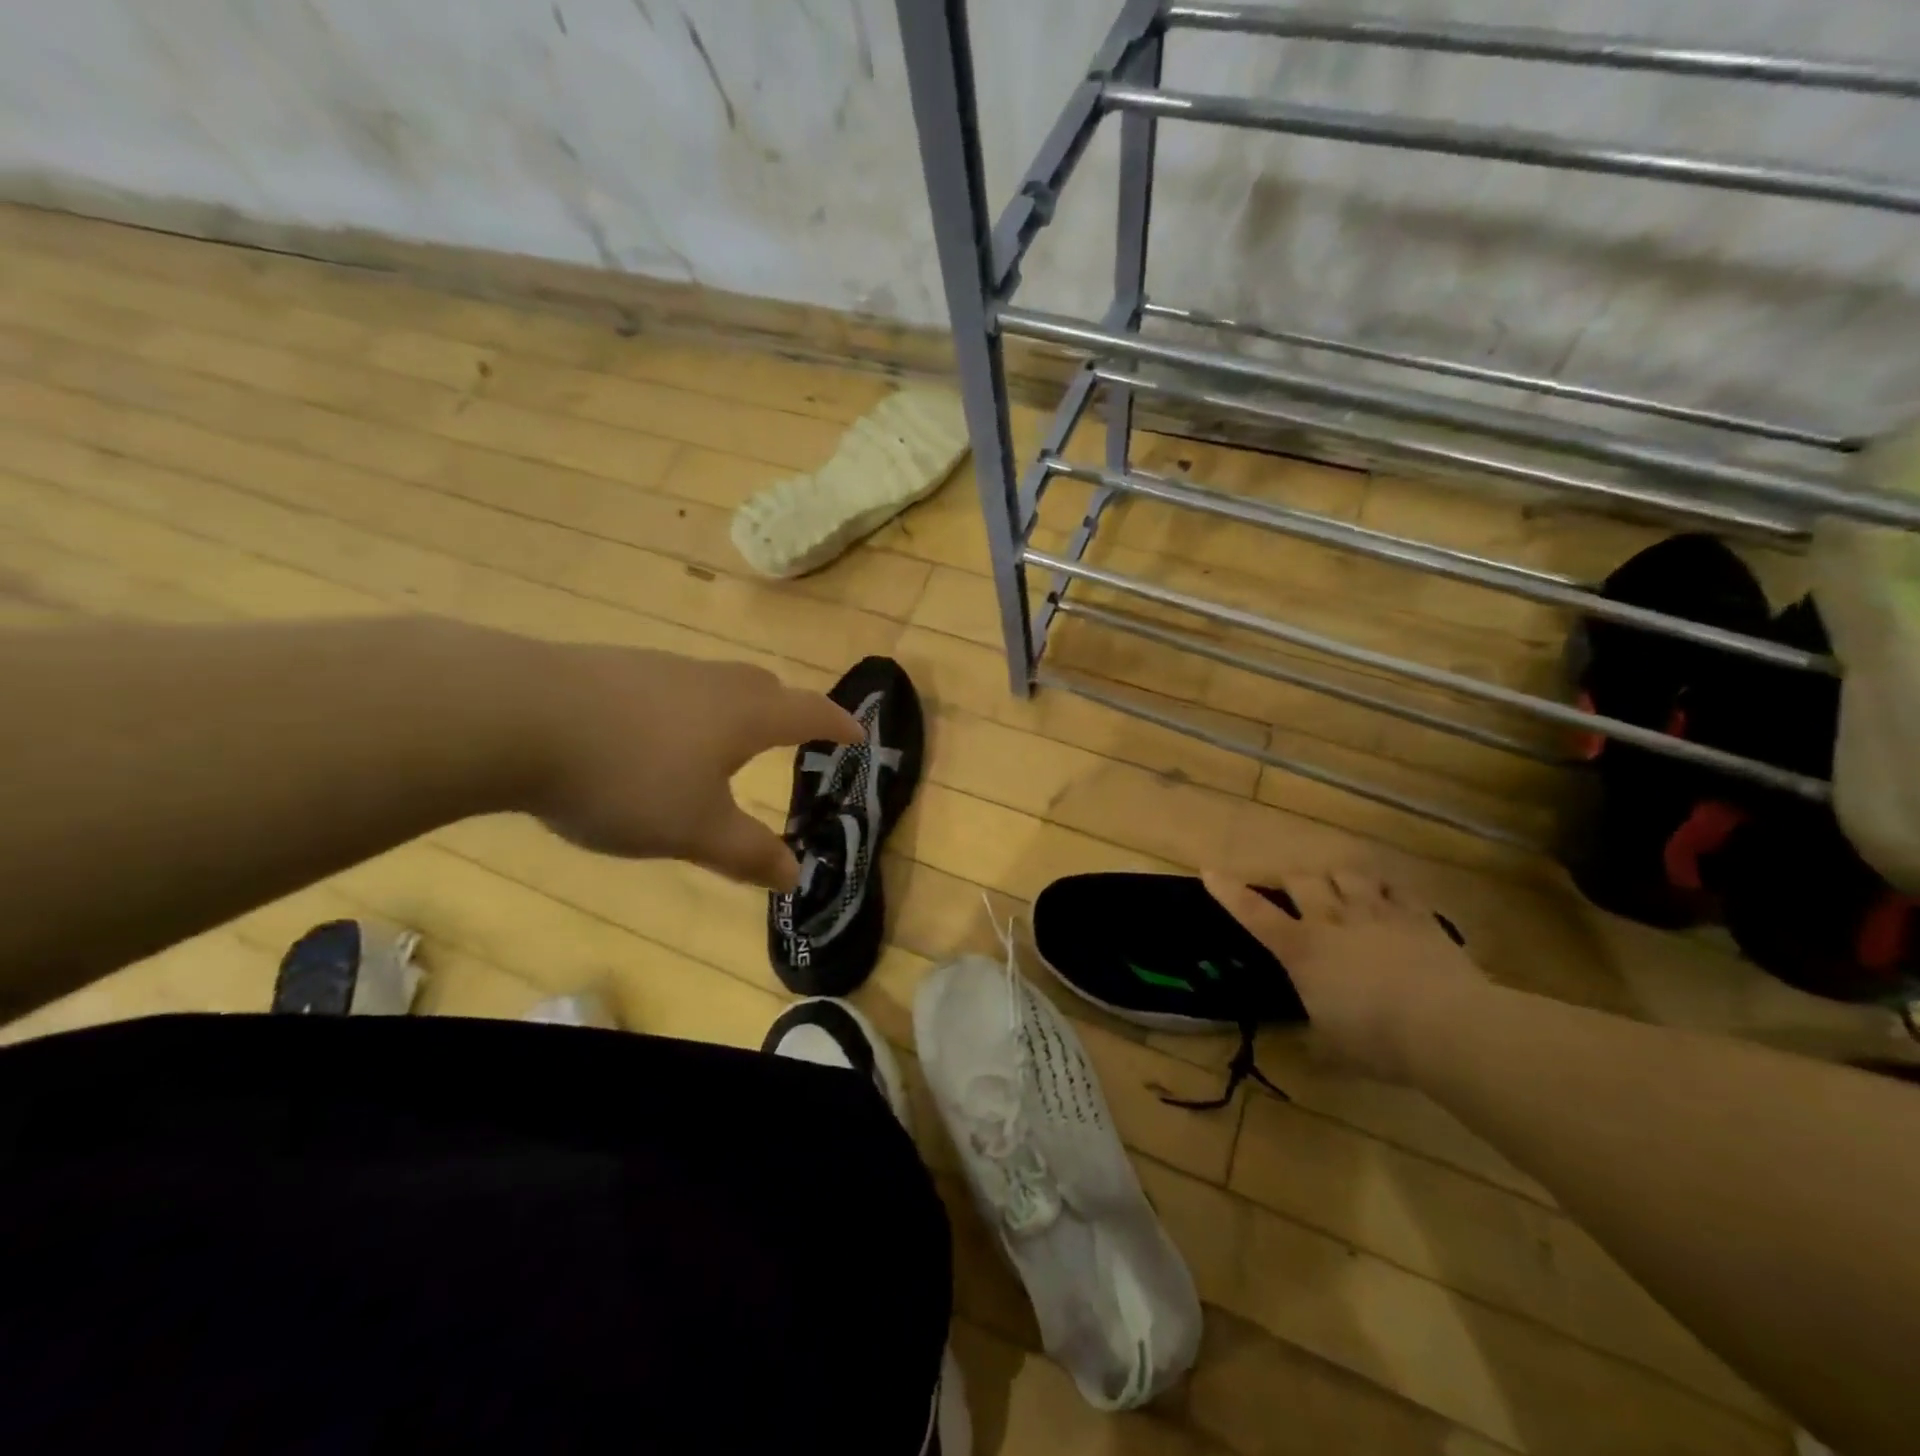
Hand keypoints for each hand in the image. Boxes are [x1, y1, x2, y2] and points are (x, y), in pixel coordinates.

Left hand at [533, 646, 860, 890]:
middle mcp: (710, 681)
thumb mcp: (694, 830)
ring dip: (731, 707)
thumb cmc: (628, 777)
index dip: (837, 724)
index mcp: (744, 715)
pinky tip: (649, 735)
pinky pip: (668, 686)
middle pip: (764, 687)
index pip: (808, 713)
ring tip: (719, 740)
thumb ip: (747, 853)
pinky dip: (681, 708)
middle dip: (786, 710)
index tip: (857, 733)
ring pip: (713, 683)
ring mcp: (658, 668)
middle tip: (791, 734)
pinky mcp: (610, 668)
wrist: (515, 717)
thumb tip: (795, 874)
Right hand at [1204, 867, 1488, 1082]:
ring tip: (1338, 886)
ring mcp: (1376, 912)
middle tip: (1290, 889)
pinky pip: (1395, 888)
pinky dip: (1385, 888)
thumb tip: (1308, 1046)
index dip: (1229, 892)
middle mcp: (1332, 920)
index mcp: (1302, 949)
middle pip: (1300, 880)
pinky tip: (1386, 896)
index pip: (1254, 913)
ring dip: (1336, 877)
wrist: (1447, 1027)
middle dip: (1290, 880)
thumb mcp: (1333, 1047)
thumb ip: (1315, 1037)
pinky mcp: (1416, 916)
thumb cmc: (1377, 1040)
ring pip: (1345, 874)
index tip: (1210, 871)